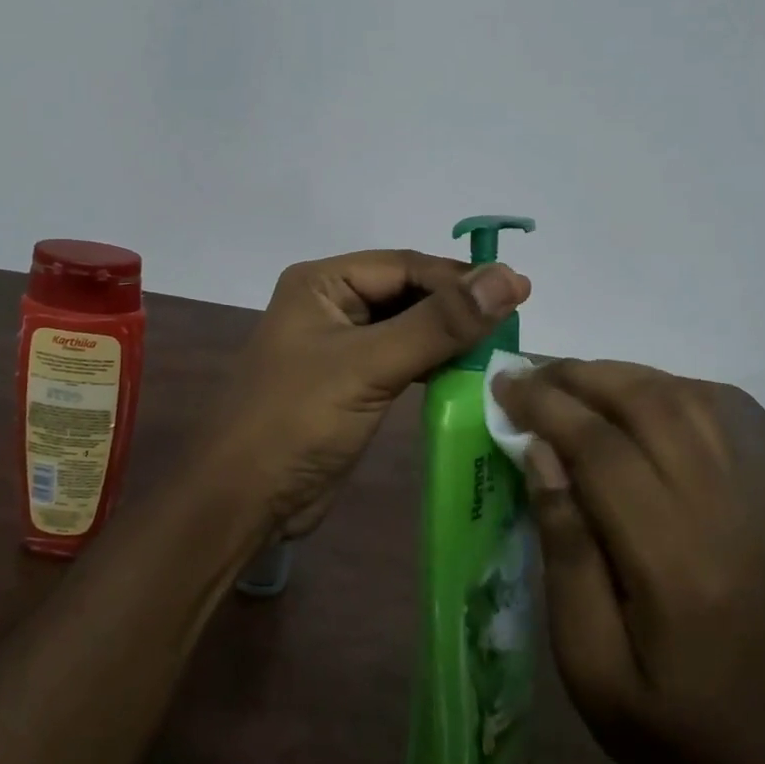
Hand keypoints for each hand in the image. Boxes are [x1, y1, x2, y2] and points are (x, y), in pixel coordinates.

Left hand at [204, 250, 529, 535]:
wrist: (244, 498)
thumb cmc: (298, 420)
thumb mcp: (370, 365)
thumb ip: (439, 323)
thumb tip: (507, 277)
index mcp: (323, 283)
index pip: (405, 265)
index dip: (461, 278)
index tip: (520, 292)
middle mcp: (331, 304)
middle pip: (407, 292)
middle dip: (456, 305)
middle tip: (516, 320)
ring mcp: (339, 344)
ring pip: (407, 326)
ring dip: (448, 335)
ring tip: (502, 345)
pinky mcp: (350, 382)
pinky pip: (400, 359)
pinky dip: (432, 363)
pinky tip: (467, 372)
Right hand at [494, 360, 764, 763]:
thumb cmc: (663, 721)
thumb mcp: (587, 662)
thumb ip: (565, 552)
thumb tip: (541, 456)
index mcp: (670, 562)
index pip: (604, 452)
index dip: (548, 408)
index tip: (502, 386)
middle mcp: (714, 514)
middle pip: (649, 406)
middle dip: (579, 377)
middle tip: (526, 377)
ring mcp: (740, 502)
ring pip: (681, 401)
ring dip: (617, 375)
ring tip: (564, 381)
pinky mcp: (747, 500)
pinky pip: (704, 418)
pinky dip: (654, 390)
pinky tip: (618, 400)